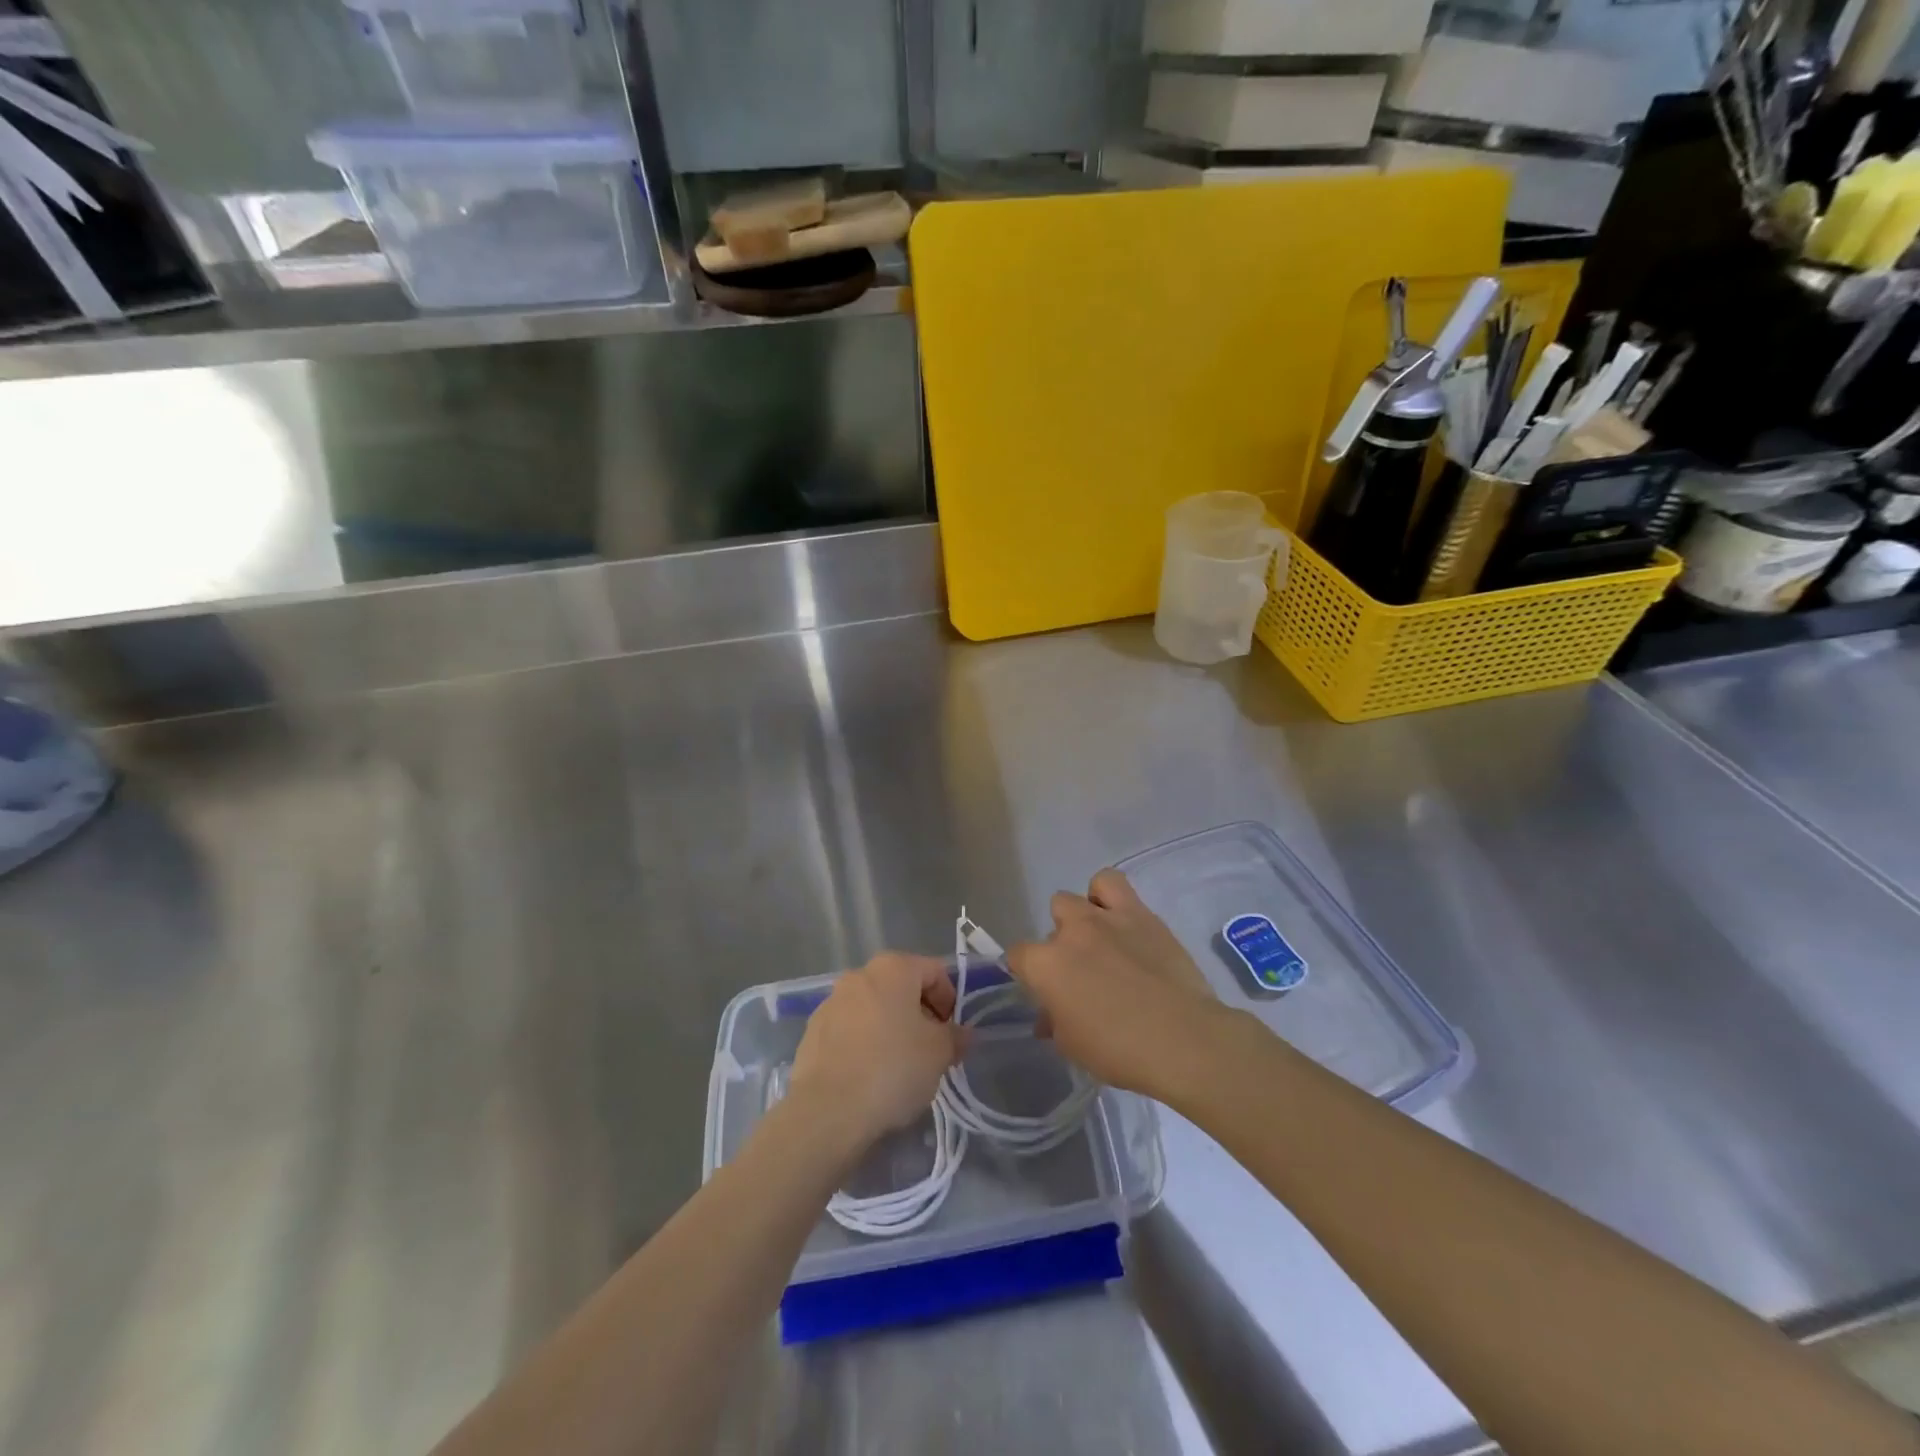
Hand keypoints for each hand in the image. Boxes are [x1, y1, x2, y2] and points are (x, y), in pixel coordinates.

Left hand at [786, 952, 965, 1157]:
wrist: (827, 1110)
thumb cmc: (892, 1068)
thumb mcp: (939, 1053)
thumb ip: (955, 1037)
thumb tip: (962, 1033)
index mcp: (893, 968)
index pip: (934, 971)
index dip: (950, 1000)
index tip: (952, 1034)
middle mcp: (859, 975)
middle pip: (901, 987)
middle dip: (920, 1014)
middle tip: (930, 1050)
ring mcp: (831, 1002)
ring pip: (873, 1008)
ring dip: (891, 1028)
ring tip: (899, 1067)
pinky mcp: (812, 1031)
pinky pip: (850, 1030)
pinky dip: (864, 1044)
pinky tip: (869, 1076)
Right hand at [1006, 869, 1230, 1100]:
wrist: (1181, 1038)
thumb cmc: (1120, 1051)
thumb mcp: (1073, 1046)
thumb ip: (1055, 1022)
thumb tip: (1049, 1017)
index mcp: (1046, 966)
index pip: (1018, 956)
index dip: (1027, 972)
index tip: (1042, 989)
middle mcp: (1070, 932)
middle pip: (1052, 921)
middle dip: (1061, 941)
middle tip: (1080, 969)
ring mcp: (1104, 918)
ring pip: (1075, 897)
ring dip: (1082, 914)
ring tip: (1099, 938)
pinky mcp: (1139, 913)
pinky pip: (1112, 885)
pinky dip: (1109, 897)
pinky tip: (1120, 921)